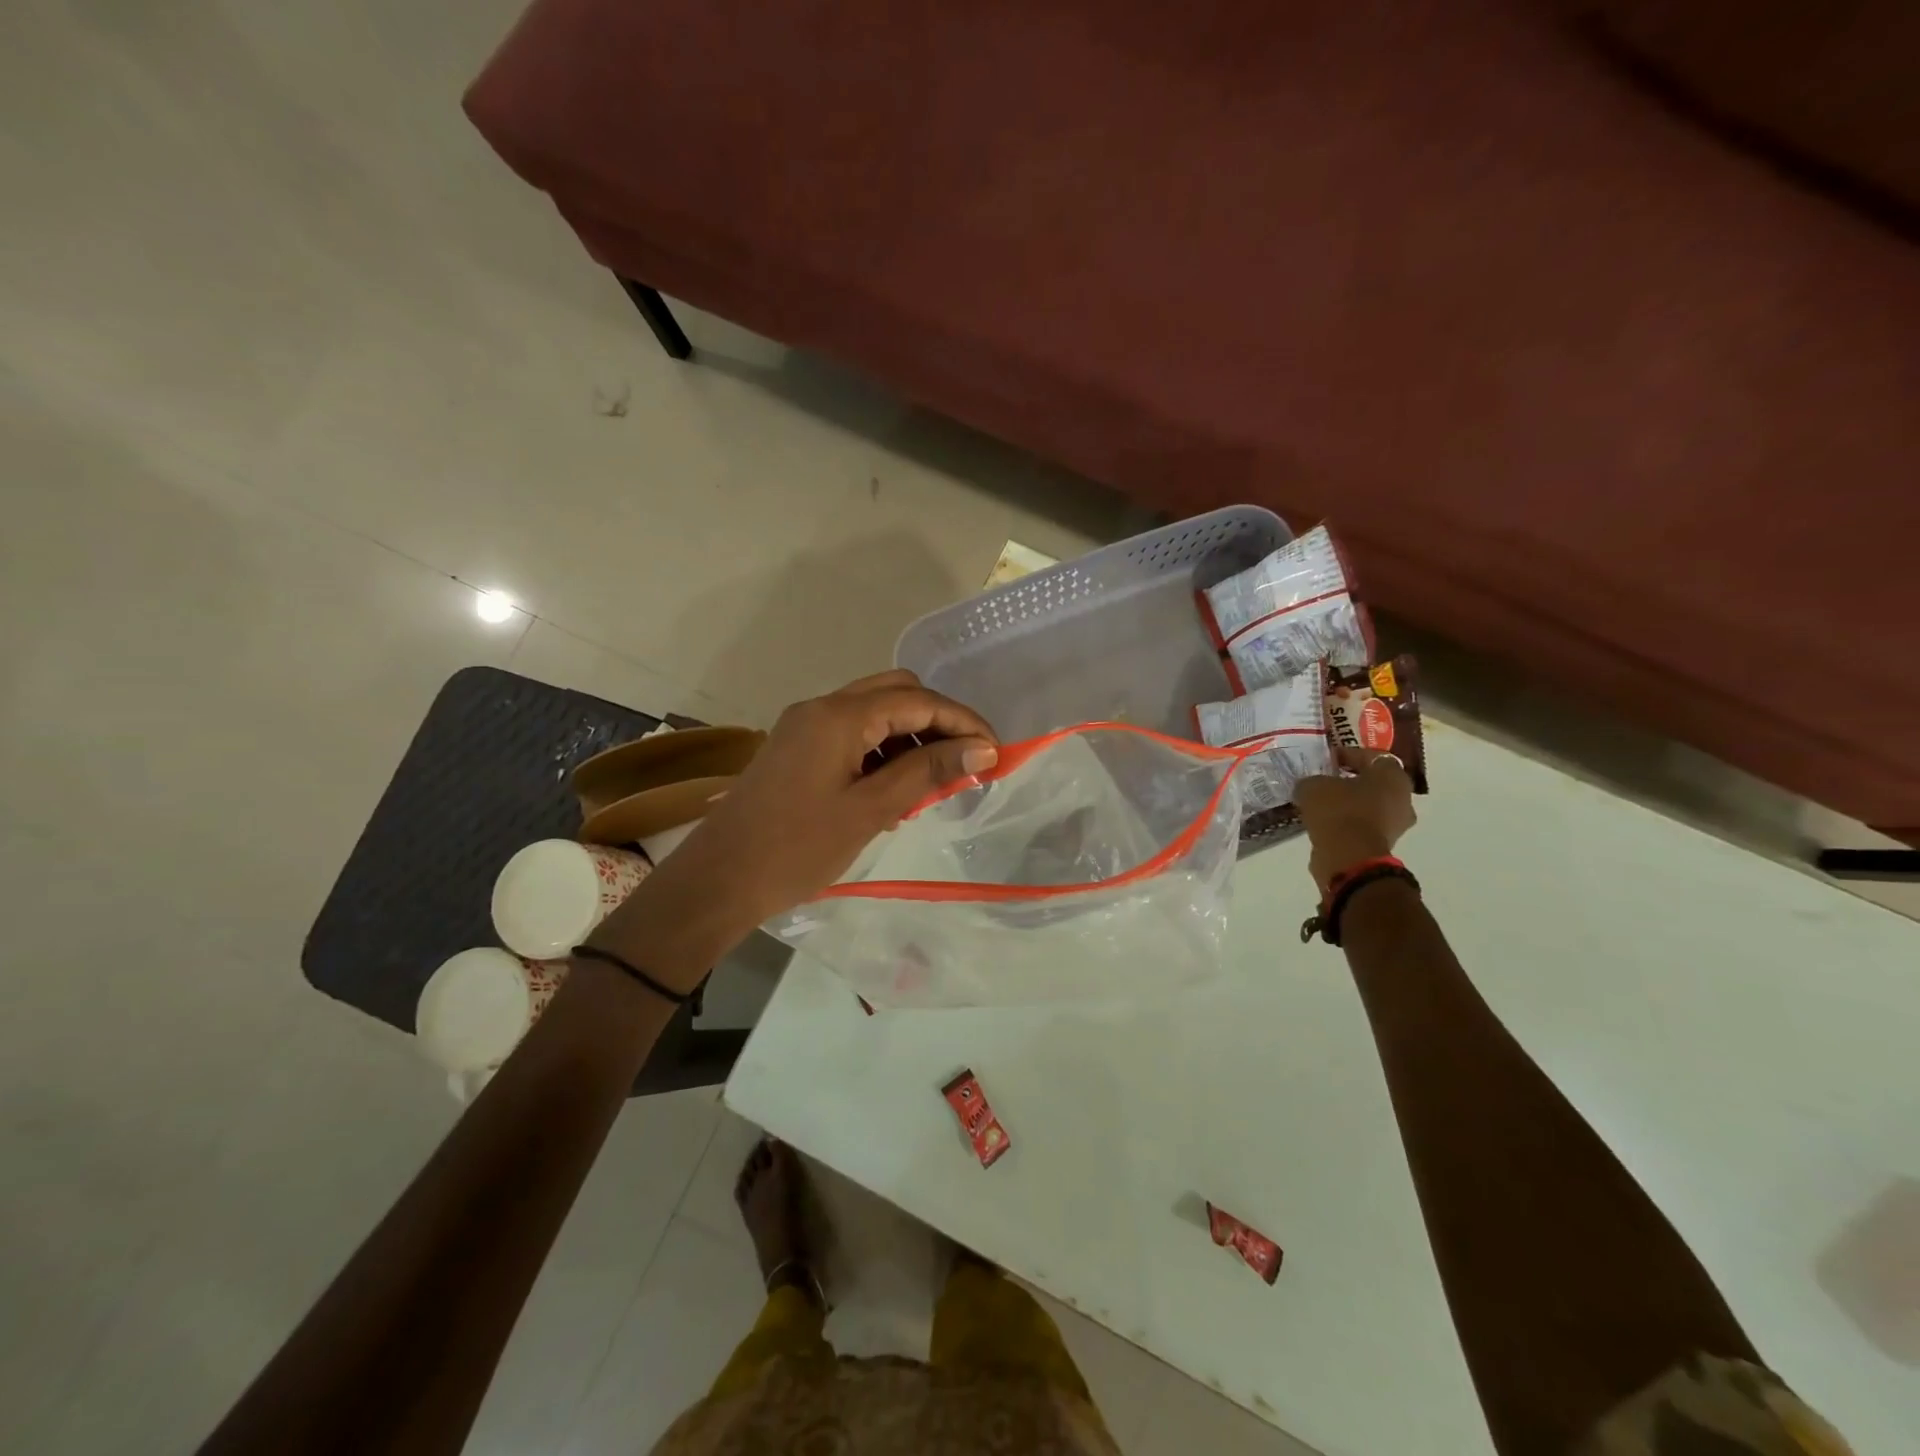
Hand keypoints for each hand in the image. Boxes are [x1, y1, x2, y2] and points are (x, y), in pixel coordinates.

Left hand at [597, 671, 996, 975]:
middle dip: (937, 723)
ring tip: (929, 786)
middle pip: (896, 692)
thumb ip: (928, 772)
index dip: (964, 721)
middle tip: (963, 765)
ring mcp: (805, 725)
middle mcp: (822, 707)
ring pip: (874, 712)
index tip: (996, 752)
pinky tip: (892, 792)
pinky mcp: (797, 747)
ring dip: (910, 738)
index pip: (918, 700)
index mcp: (840, 715)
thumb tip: (984, 748)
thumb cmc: (797, 848)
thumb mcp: (871, 809)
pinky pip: (852, 734)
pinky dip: (881, 752)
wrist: (718, 880)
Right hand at [1291, 747, 1416, 895]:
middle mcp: (1403, 798)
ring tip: (1321, 804)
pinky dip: (1347, 823)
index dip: (1348, 754)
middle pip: (1374, 782)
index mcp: (1393, 775)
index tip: (1327, 759)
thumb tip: (1310, 786)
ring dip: (1349, 804)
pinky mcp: (1383, 845)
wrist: (1349, 857)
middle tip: (1326, 781)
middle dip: (1351, 781)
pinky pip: (1363, 826)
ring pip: (1370, 806)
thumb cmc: (1339, 811)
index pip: (1372, 756)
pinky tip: (1325, 823)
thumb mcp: (1313, 786)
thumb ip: (1312, 781)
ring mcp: (1396, 824)